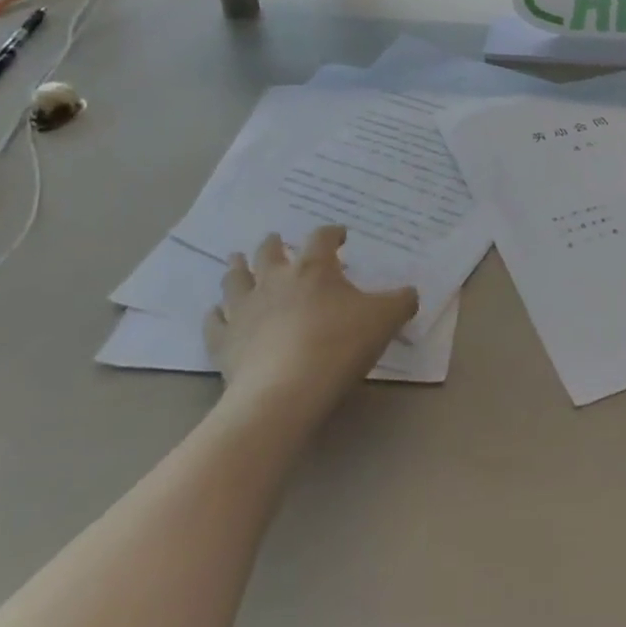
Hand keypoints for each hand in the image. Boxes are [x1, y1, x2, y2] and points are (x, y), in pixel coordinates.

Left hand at [205, 226, 417, 412]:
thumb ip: (401, 301)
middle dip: (274, 244)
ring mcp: (244, 309)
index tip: (341, 236)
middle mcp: (275, 279)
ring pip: (235, 279)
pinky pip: (215, 322)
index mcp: (313, 268)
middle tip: (276, 241)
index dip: (332, 233)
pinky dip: (215, 315)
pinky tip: (216, 313)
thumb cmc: (338, 346)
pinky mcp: (224, 342)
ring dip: (237, 268)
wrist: (284, 393)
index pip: (322, 238)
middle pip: (269, 251)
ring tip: (236, 261)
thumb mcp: (384, 320)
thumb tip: (411, 292)